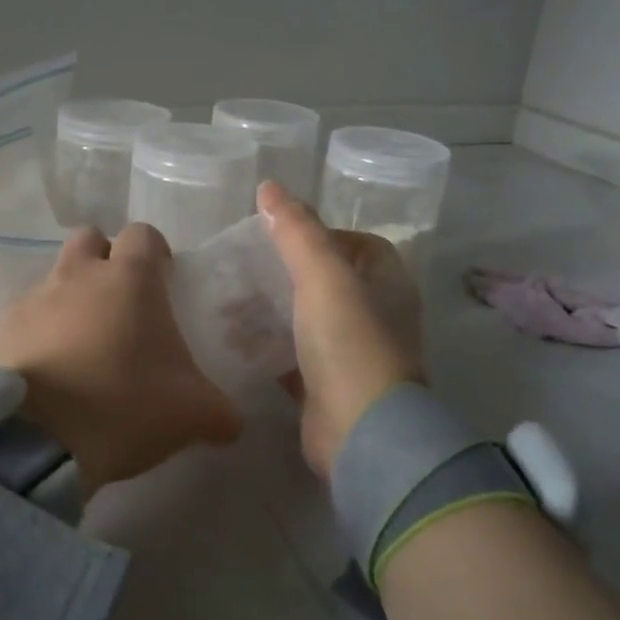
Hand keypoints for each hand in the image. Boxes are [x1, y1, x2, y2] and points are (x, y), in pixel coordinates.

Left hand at [0, 223, 241, 495]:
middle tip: (121, 304)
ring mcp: (34, 298)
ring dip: (70, 297)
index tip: (164, 280)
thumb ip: (219, 412)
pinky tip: (49, 372)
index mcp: (130, 278)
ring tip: (83, 346)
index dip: (156, 252)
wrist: (36, 440)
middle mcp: (79, 274)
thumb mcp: (191, 415)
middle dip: (105, 260)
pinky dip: (38, 332)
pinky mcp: (1, 329)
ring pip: (55, 277)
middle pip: (90, 239)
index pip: (143, 234)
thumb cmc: (125, 407)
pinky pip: (25, 317)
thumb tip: (231, 423)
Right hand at [258, 180, 424, 480]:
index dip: (326, 234)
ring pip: (309, 321)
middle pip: (331, 282)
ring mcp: (353, 356)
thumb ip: (296, 229)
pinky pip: (295, 358)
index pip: (362, 245)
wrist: (360, 432)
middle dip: (289, 272)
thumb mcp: (322, 274)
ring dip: (275, 310)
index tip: (284, 235)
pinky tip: (236, 341)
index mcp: (388, 285)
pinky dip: (270, 348)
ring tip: (231, 301)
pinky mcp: (327, 388)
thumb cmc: (349, 342)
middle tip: (247, 265)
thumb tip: (269, 186)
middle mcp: (377, 318)